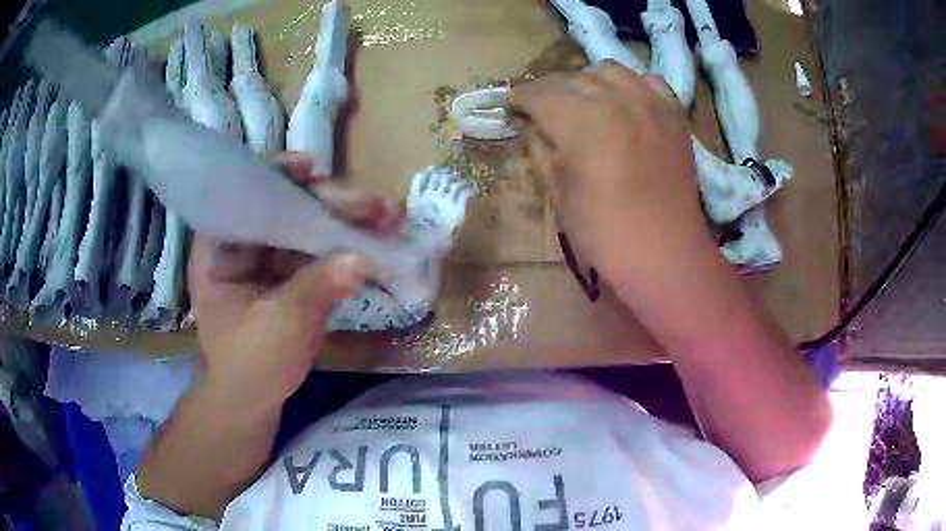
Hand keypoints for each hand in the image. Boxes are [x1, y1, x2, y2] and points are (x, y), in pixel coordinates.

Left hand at [187, 152, 403, 409]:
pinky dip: (344, 246)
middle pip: (283, 206)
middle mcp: (241, 244)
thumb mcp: (280, 328)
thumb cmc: (251, 366)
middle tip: (376, 206)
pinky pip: (315, 249)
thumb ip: (316, 289)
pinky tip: (374, 240)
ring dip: (345, 221)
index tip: (312, 168)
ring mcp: (266, 257)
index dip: (276, 176)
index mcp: (217, 250)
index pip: (242, 196)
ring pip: (304, 225)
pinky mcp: (287, 272)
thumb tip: (361, 259)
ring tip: (388, 218)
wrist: (253, 401)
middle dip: (329, 203)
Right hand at [509, 63, 714, 280]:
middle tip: (540, 110)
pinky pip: (647, 81)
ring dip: (588, 83)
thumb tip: (528, 124)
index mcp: (580, 120)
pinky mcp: (673, 113)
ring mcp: (649, 102)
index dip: (518, 99)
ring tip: (584, 103)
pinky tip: (624, 103)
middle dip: (548, 91)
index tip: (509, 109)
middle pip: (571, 78)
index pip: (537, 93)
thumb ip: (540, 148)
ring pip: (609, 71)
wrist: (665, 254)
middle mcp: (615, 98)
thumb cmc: (604, 233)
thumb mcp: (558, 193)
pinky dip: (630, 86)